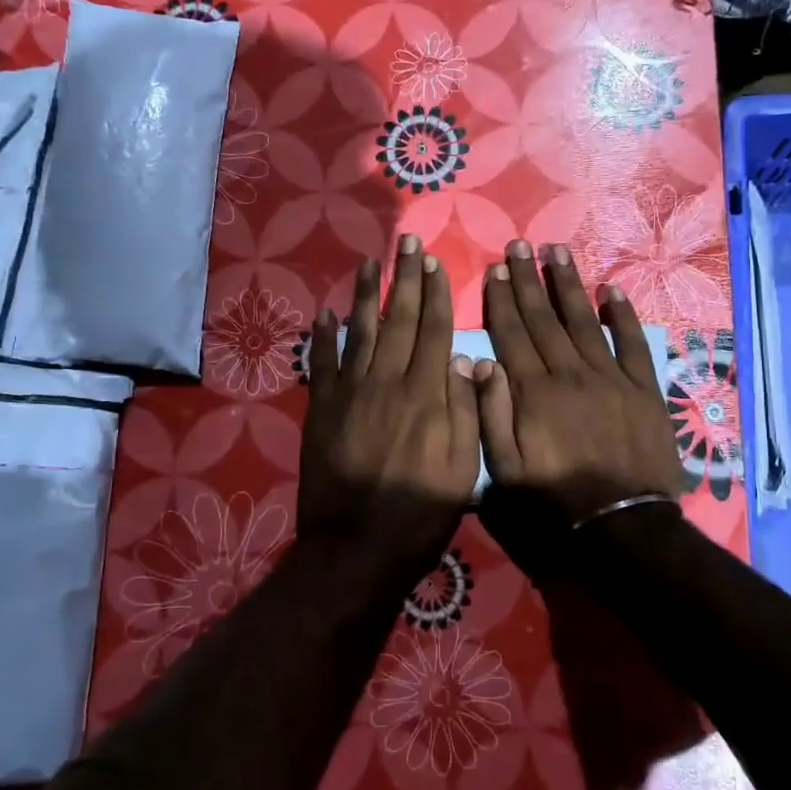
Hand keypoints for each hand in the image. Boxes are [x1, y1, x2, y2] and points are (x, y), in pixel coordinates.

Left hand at [299, 235, 480, 571]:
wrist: (356, 547)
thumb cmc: (420, 514)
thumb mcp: (463, 469)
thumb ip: (466, 411)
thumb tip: (469, 361)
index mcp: (426, 395)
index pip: (435, 331)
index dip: (436, 294)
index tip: (434, 263)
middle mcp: (388, 382)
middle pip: (399, 321)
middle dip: (405, 279)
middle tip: (407, 242)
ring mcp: (350, 393)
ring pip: (360, 332)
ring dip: (366, 294)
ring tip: (371, 261)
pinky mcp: (321, 410)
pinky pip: (322, 364)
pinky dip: (323, 337)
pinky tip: (326, 314)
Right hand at [477, 239, 683, 529]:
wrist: (621, 525)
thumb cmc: (554, 502)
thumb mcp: (504, 471)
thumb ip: (490, 414)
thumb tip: (479, 363)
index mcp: (533, 392)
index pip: (512, 334)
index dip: (501, 301)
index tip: (495, 270)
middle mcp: (569, 373)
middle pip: (544, 318)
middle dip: (529, 280)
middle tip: (520, 246)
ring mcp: (609, 378)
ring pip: (583, 321)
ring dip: (569, 285)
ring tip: (557, 252)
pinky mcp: (642, 389)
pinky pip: (631, 343)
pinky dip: (622, 315)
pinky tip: (612, 291)